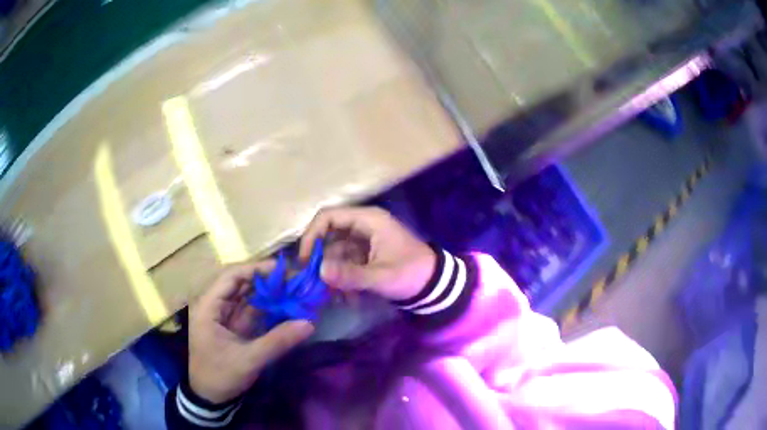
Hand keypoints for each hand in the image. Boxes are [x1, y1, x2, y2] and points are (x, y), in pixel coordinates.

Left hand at [188, 262, 313, 403]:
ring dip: (269, 294)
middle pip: (240, 283)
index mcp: (208, 306)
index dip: (256, 269)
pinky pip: (251, 311)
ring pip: (247, 296)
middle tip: (294, 280)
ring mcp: (224, 316)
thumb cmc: (221, 375)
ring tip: (294, 290)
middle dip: (266, 281)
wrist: (210, 397)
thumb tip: (309, 323)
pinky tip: (286, 307)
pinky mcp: (233, 326)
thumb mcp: (249, 359)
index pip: (231, 276)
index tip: (282, 269)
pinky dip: (268, 309)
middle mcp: (214, 305)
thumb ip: (278, 341)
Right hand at [299, 206, 435, 300]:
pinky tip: (348, 299)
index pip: (328, 217)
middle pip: (328, 237)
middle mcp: (362, 226)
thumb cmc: (411, 274)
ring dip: (333, 276)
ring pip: (335, 254)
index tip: (305, 261)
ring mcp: (363, 242)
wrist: (434, 285)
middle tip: (315, 285)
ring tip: (335, 297)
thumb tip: (320, 272)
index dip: (311, 235)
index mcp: (367, 220)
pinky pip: (345, 264)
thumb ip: (351, 275)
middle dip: (321, 262)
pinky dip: (343, 280)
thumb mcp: (381, 276)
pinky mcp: (365, 256)